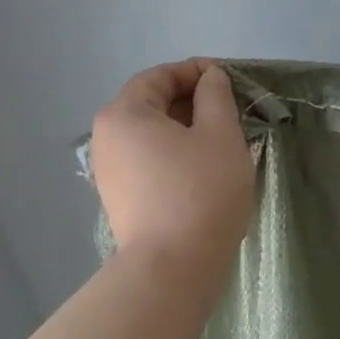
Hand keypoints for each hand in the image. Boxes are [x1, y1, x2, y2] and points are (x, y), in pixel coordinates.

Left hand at [90, 59, 253, 275]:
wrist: (173, 266)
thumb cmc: (201, 191)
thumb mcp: (220, 134)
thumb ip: (216, 97)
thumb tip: (210, 78)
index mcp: (124, 114)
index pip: (158, 77)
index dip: (195, 71)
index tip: (229, 79)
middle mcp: (107, 139)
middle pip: (152, 106)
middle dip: (193, 103)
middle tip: (232, 112)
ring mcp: (110, 173)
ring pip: (153, 137)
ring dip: (187, 132)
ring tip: (224, 142)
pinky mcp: (122, 200)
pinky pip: (151, 163)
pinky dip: (177, 157)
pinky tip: (205, 171)